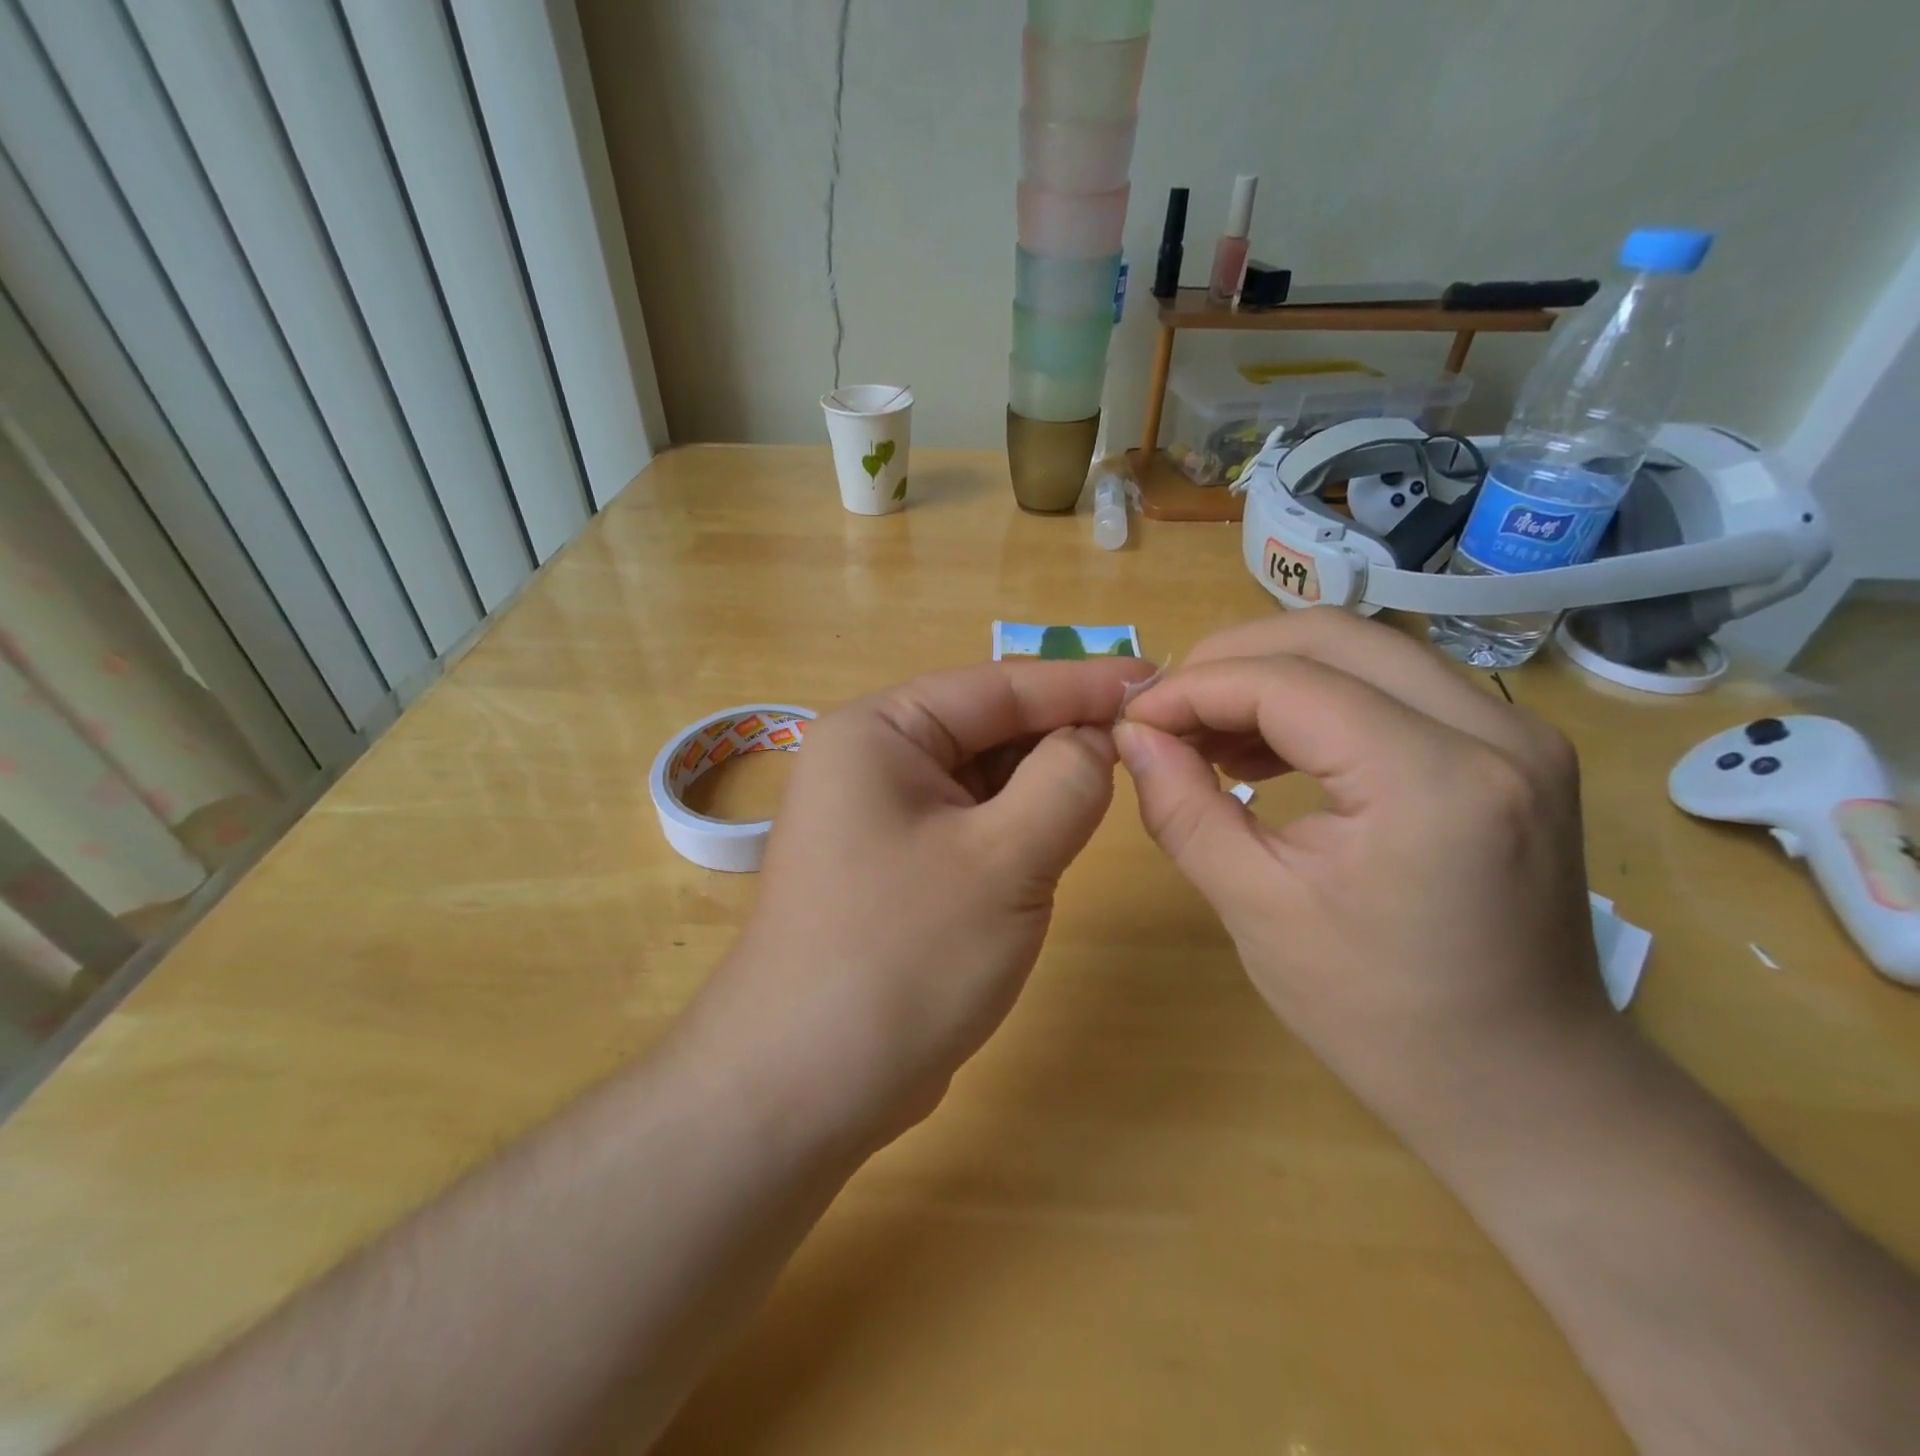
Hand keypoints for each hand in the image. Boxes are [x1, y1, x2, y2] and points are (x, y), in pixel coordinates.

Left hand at [690, 656, 1154, 1154]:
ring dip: (1042, 783)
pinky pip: (967, 824)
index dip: (1079, 683)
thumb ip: (1066, 781)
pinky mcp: (892, 866)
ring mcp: (877, 817)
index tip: (1154, 680)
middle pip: (986, 728)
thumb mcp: (1005, 859)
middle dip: (1061, 735)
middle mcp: (870, 761)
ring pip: (980, 779)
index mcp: (878, 732)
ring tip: (1115, 783)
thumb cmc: (903, 957)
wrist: (805, 1087)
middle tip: (1148, 741)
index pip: (996, 686)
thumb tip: (1097, 737)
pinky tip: (1058, 834)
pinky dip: (1015, 825)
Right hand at [1113, 609, 1609, 1123]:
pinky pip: (1395, 685)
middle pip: (1333, 636)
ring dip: (1272, 674)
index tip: (1133, 718)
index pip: (1288, 683)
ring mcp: (1516, 733)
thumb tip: (1131, 736)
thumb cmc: (1380, 1017)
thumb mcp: (1256, 911)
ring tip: (1207, 731)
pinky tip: (1269, 744)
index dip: (1194, 688)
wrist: (1523, 1087)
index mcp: (1432, 783)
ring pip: (1365, 650)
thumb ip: (1182, 808)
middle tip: (1167, 712)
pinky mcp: (1511, 748)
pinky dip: (1319, 697)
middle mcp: (1494, 732)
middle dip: (1231, 660)